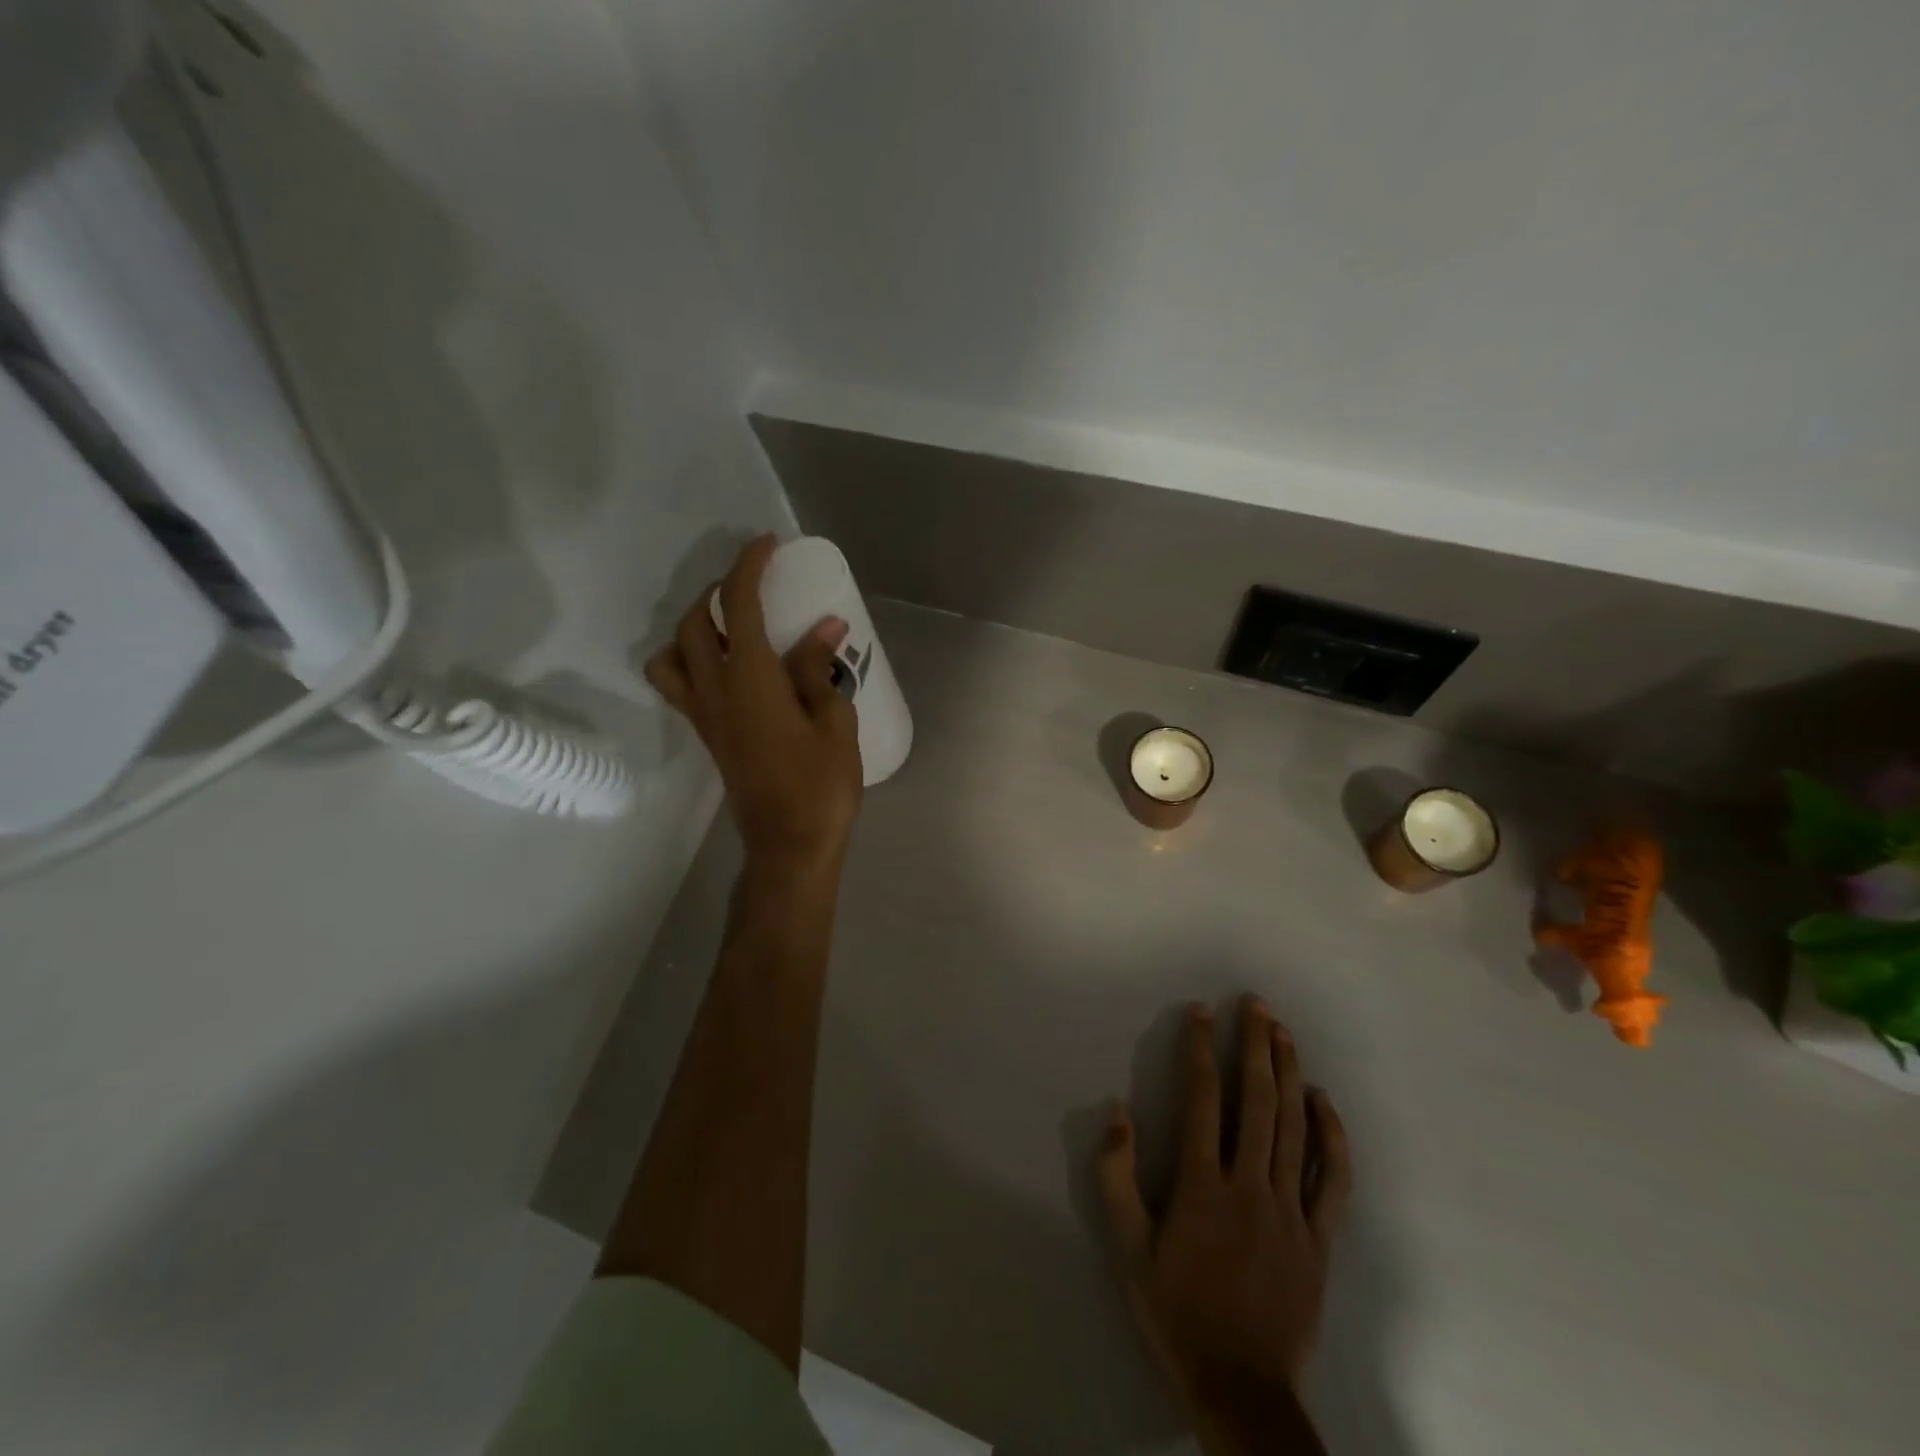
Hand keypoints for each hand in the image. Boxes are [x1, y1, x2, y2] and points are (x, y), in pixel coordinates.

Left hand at [645, 535, 863, 877]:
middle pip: (693, 625)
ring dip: (692, 629)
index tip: (767, 545)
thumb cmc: (821, 787)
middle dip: (717, 592)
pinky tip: (730, 671)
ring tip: (728, 628)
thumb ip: (819, 670)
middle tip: (754, 586)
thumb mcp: (834, 724)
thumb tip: (824, 627)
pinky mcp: (708, 736)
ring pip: (671, 656)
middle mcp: (715, 692)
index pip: (735, 606)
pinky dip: (692, 662)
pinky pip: (680, 686)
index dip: (747, 568)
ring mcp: (705, 716)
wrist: (790, 845)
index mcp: (750, 682)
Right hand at [1099, 998, 1352, 1453]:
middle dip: (1255, 1045)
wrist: (1241, 1389)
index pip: (1203, 1098)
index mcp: (1202, 1185)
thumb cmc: (1176, 1311)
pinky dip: (1331, 1136)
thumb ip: (1116, 1177)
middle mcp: (1250, 1185)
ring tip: (1284, 1032)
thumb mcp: (1127, 1249)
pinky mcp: (1319, 1238)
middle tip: (1255, 1004)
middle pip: (1257, 1100)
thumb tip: (1117, 1111)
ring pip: (1294, 1127)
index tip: (1200, 1012)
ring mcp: (1291, 1210)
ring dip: (1289, 1073)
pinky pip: (1332, 1179)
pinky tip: (1323, 1102)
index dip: (1200, 1049)